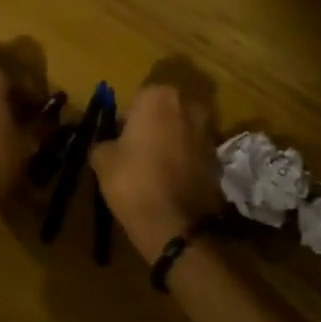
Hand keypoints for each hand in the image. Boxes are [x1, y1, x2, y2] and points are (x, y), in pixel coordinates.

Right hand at [91, 82, 224, 260]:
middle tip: (135, 149)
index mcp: (158, 98)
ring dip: (170, 140)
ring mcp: (208, 132)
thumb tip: (106, 143)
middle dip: (152, 124)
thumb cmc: (133, 181)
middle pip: (165, 110)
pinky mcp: (218, 158)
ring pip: (182, 129)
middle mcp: (189, 106)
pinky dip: (184, 159)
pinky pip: (194, 151)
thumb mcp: (102, 159)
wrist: (174, 224)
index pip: (138, 98)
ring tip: (153, 166)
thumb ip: (103, 142)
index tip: (118, 137)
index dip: (126, 118)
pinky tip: (170, 179)